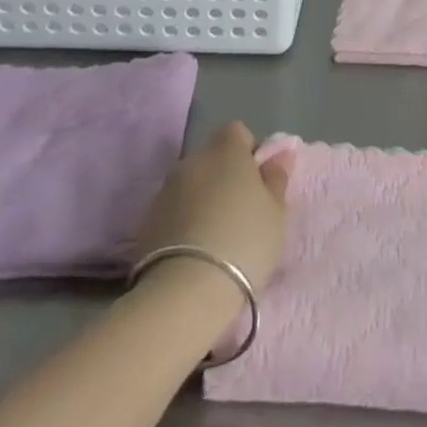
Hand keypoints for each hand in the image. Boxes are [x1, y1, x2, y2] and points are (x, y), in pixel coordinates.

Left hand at [133, 122, 293, 294]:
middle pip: (211, 159)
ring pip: (190, 186)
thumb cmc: (244, 242)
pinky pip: (172, 212)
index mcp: (226, 151)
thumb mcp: (276, 212)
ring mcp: (164, 192)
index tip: (257, 182)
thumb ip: (277, 178)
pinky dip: (182, 223)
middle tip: (239, 212)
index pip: (236, 132)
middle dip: (223, 177)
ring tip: (215, 237)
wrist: (185, 294)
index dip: (248, 152)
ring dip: (201, 200)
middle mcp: (192, 162)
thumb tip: (281, 154)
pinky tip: (193, 252)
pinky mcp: (145, 225)